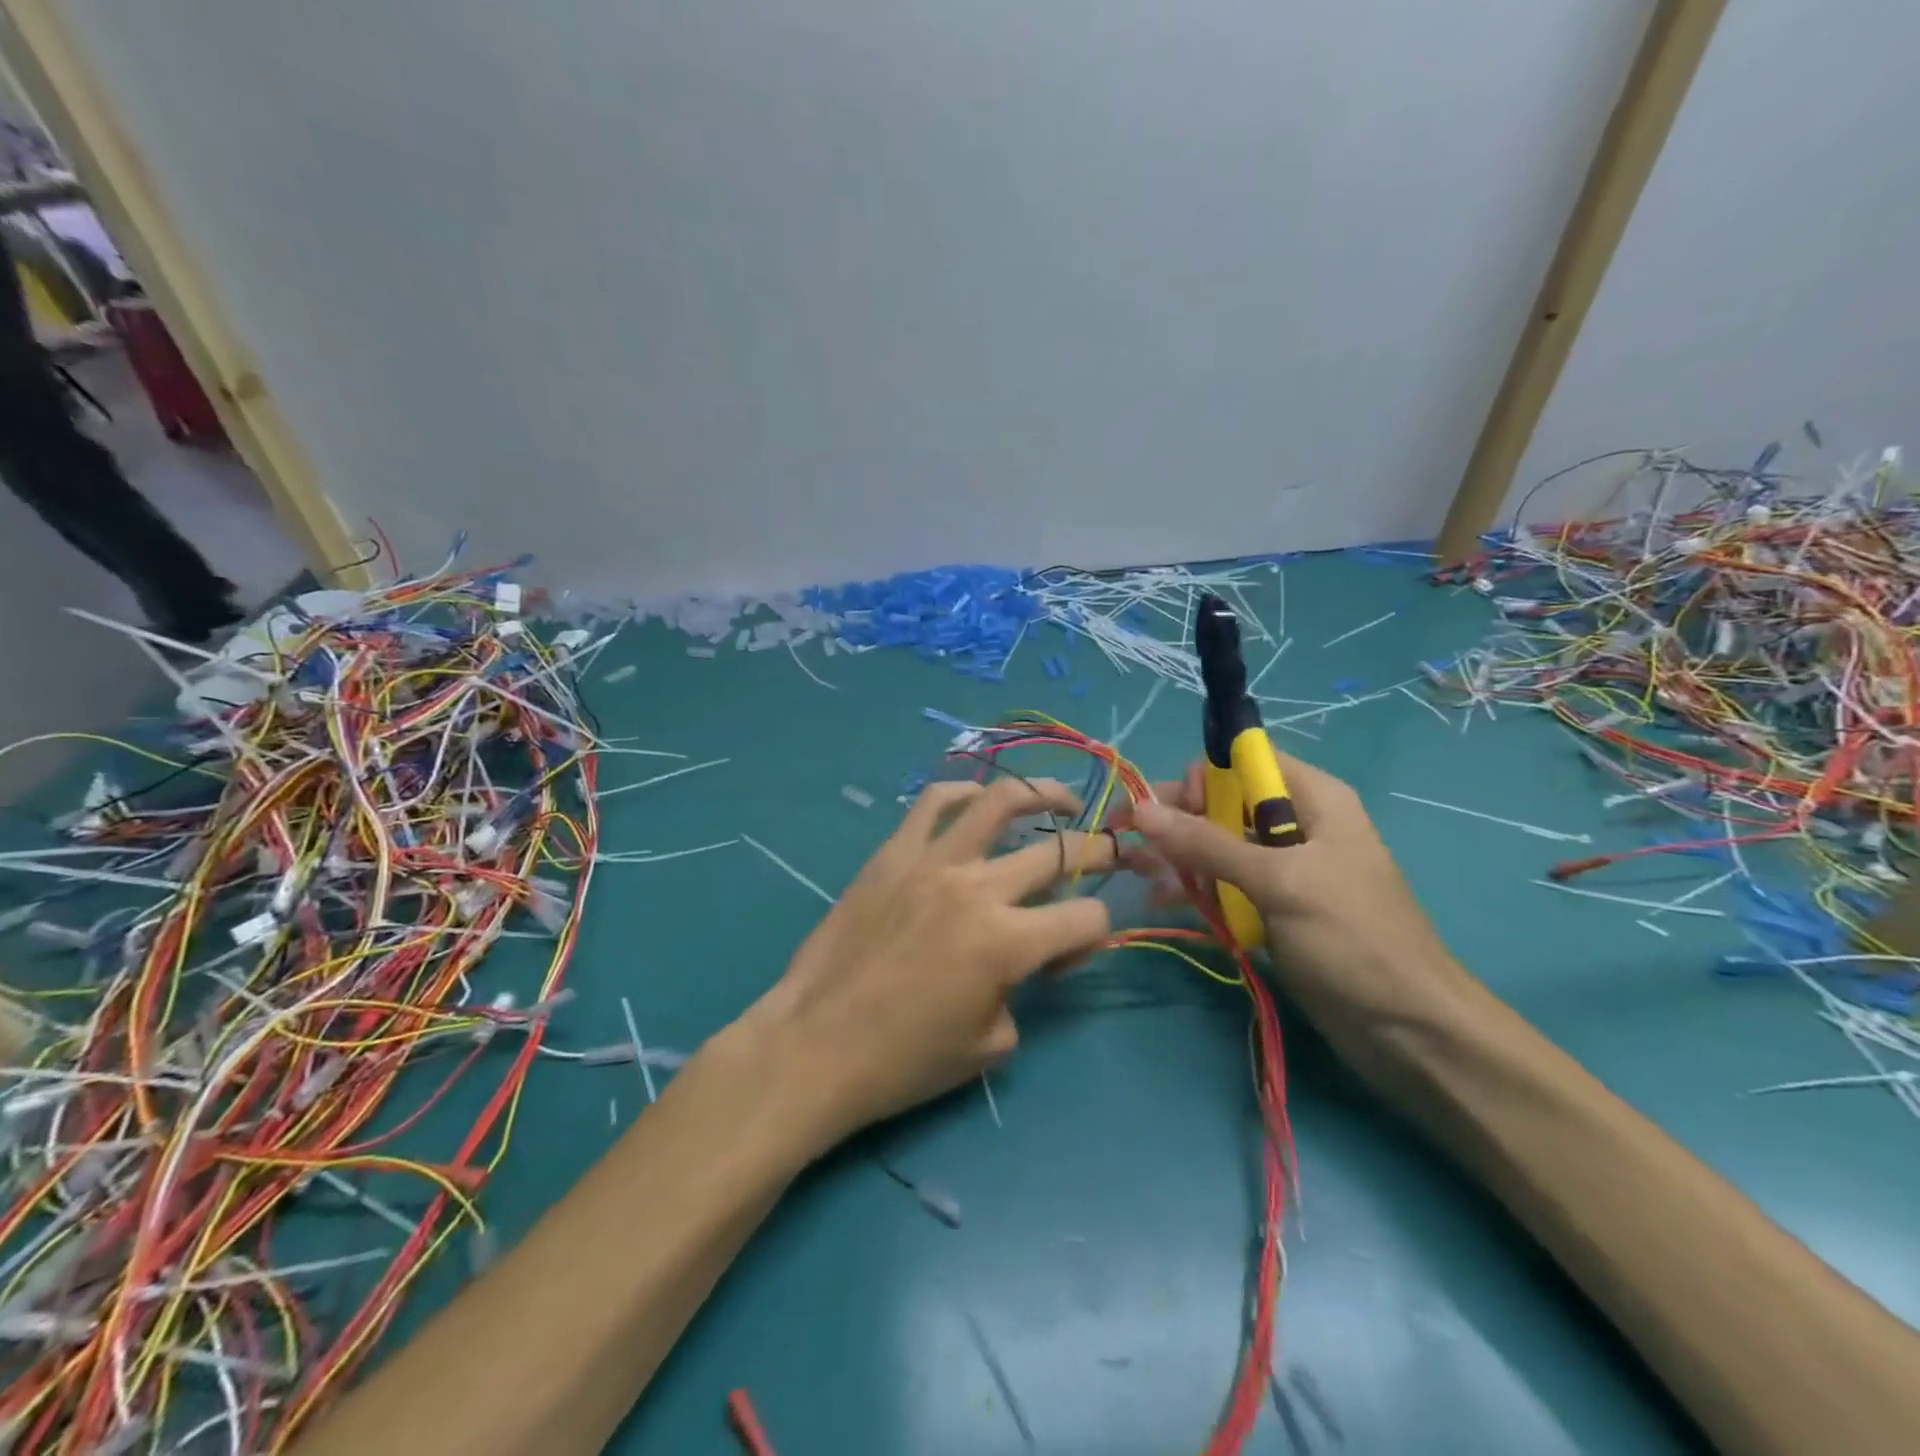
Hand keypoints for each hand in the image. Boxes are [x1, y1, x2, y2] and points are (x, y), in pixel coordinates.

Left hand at [741, 776, 1116, 1148]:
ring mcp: (932, 862)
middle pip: (1058, 853)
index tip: (1067, 959)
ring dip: (1041, 794)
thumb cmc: (904, 1061)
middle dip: (1098, 852)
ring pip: (998, 803)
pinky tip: (979, 798)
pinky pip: (932, 804)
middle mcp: (977, 888)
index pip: (1086, 917)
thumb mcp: (990, 1045)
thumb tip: (1026, 962)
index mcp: (1008, 942)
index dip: (1095, 937)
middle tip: (1109, 852)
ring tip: (1060, 798)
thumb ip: (1023, 993)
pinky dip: (963, 792)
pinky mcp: (892, 854)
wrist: (815, 1046)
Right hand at [1118, 750, 1462, 1027]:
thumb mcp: (1279, 883)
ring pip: (1217, 847)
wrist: (1410, 1032)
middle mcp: (1296, 825)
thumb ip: (1207, 843)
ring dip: (1177, 858)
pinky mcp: (1274, 909)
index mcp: (1312, 800)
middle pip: (1222, 805)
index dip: (1200, 780)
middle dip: (1175, 822)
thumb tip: (1141, 809)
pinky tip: (1161, 902)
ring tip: (1135, 875)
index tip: (1165, 814)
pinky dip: (1194, 889)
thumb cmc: (1352, 940)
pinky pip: (1224, 885)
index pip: (1243, 763)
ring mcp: (1285, 870)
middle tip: (1129, 847)